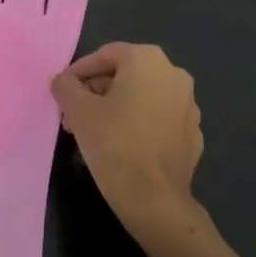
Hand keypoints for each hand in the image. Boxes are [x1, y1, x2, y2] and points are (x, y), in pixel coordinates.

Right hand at [51, 43, 204, 252]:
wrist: (155, 200)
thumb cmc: (113, 143)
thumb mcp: (77, 109)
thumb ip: (65, 85)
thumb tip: (64, 81)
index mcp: (147, 59)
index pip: (104, 56)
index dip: (78, 72)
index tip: (62, 92)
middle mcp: (174, 74)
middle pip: (124, 75)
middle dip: (95, 92)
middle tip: (73, 114)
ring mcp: (188, 105)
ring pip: (141, 97)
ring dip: (115, 107)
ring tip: (91, 131)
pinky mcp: (193, 134)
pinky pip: (158, 119)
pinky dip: (138, 124)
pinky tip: (120, 146)